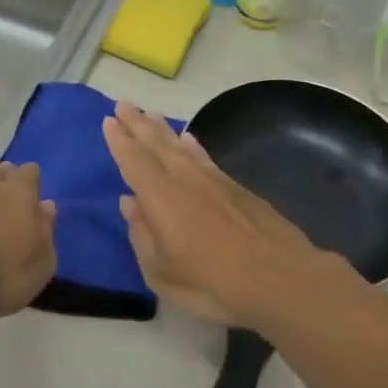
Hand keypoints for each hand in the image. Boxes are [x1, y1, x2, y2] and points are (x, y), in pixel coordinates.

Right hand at [102, 100, 336, 326]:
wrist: (278, 278)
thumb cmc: (211, 283)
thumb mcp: (162, 272)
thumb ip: (142, 234)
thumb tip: (129, 203)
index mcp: (161, 198)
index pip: (134, 161)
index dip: (119, 141)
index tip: (108, 120)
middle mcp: (185, 180)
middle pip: (156, 145)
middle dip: (137, 125)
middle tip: (123, 104)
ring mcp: (214, 181)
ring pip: (181, 147)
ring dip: (163, 130)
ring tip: (150, 114)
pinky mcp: (238, 189)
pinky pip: (205, 157)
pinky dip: (194, 146)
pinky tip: (189, 139)